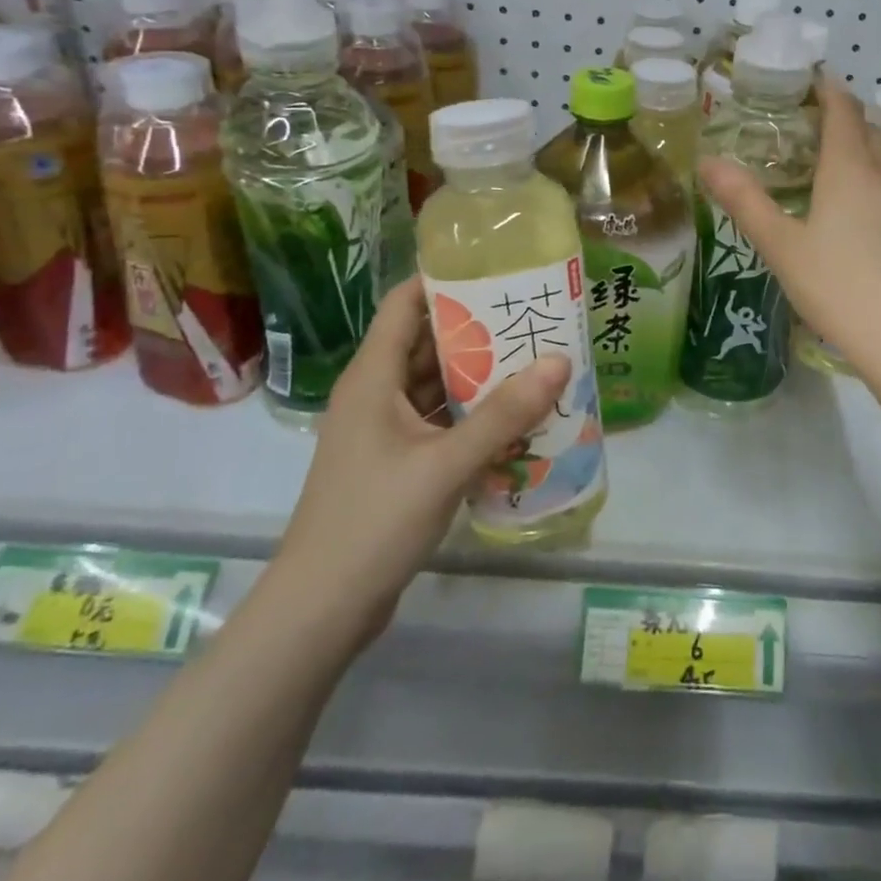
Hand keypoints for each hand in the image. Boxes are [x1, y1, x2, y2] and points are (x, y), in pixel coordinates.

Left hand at [271, 275, 571, 648]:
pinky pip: (439, 421)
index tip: (497, 270)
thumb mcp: (445, 464)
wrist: (320, 610)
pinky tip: (515, 416)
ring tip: (535, 359)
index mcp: (372, 376)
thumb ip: (504, 414)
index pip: (404, 304)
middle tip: (534, 315)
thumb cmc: (373, 522)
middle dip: (478, 328)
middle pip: (427, 342)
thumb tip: (559, 361)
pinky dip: (472, 414)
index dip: (445, 280)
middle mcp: (375, 393)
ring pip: (435, 384)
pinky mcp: (397, 462)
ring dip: (479, 375)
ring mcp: (385, 430)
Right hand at [698, 79, 880, 380]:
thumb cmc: (837, 285)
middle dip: (839, 115)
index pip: (843, 109)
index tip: (809, 79)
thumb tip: (706, 161)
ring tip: (825, 157)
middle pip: (864, 129)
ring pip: (880, 157)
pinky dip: (868, 175)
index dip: (827, 89)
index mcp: (849, 168)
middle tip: (804, 119)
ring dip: (856, 145)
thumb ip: (744, 200)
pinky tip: (852, 204)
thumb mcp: (780, 244)